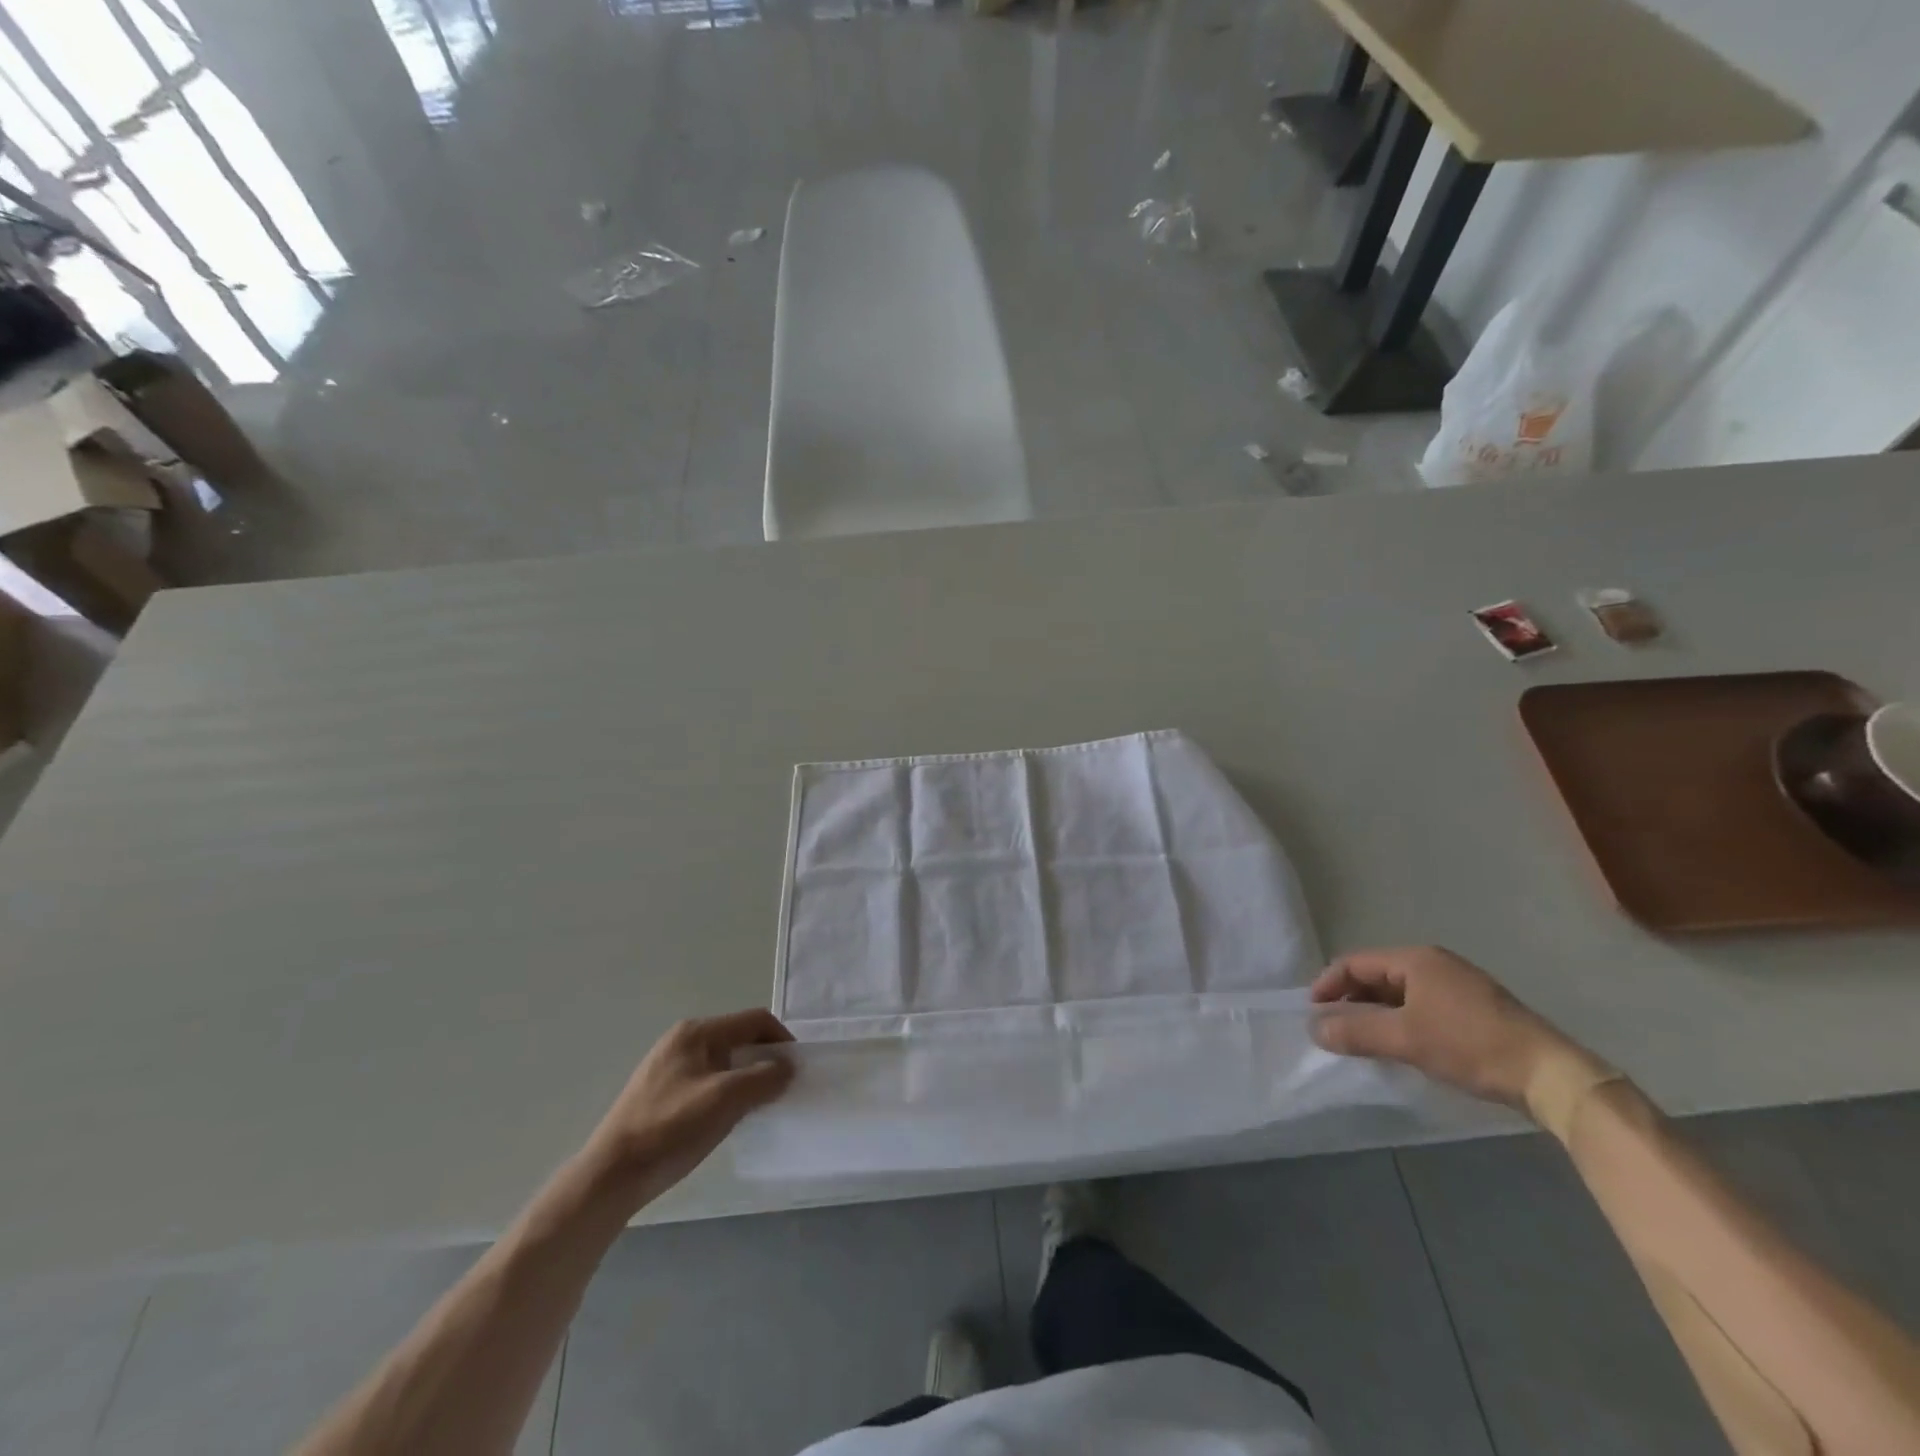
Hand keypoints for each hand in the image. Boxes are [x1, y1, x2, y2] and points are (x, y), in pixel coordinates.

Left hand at [585, 1009, 794, 1201]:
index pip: (754, 1021)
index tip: (797, 1069)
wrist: (610, 1176)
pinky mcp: (663, 1094)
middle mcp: (683, 1041)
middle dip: (765, 1061)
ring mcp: (671, 1068)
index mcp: (697, 1032)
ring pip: (725, 1064)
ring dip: (747, 1080)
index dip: (781, 1040)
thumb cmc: (670, 1129)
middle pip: (740, 1040)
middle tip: (782, 1090)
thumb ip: (763, 1078)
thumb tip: (788, 1067)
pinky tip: (729, 1120)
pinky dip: (727, 1094)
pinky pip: (709, 1082)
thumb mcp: (724, 1100)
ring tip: (759, 1108)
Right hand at [1309, 946, 1578, 1106]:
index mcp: (1416, 959)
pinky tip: (1399, 1044)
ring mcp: (1457, 985)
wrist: (1552, 1076)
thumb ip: (1355, 1031)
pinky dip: (1400, 1020)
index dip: (1328, 985)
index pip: (1355, 963)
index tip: (1312, 1013)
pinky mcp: (1473, 1009)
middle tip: (1333, 1028)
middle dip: (1350, 999)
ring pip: (1399, 992)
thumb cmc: (1471, 1046)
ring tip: (1361, 1039)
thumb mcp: (1406, 1039)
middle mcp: (1435, 963)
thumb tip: (1312, 1027)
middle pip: (1376, 975)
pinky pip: (1420, 1005)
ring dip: (1375, 1012)